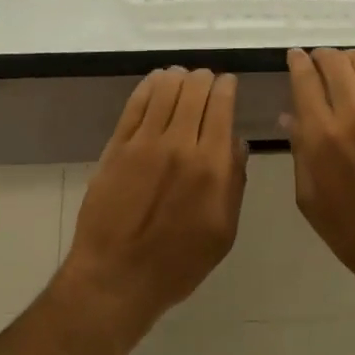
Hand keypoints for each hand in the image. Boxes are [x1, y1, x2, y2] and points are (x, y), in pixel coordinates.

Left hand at [60, 67, 247, 335]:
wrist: (117, 277)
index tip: (228, 84)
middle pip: (194, 90)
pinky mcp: (117, 146)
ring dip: (178, 77)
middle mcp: (180, 144)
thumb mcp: (224, 232)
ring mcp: (144, 142)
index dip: (226, 87)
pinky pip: (135, 103)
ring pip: (165, 89)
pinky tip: (156, 82)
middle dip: (204, 78)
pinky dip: (149, 85)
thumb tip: (238, 144)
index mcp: (211, 166)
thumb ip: (235, 183)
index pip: (221, 106)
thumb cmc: (178, 262)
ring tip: (182, 79)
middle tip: (206, 81)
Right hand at [284, 48, 354, 301]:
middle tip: (318, 62)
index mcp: (320, 134)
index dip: (298, 61)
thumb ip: (299, 150)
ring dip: (349, 61)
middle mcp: (352, 114)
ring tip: (344, 69)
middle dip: (322, 56)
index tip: (295, 56)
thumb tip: (290, 116)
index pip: (305, 78)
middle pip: (335, 62)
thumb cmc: (348, 229)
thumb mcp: (308, 196)